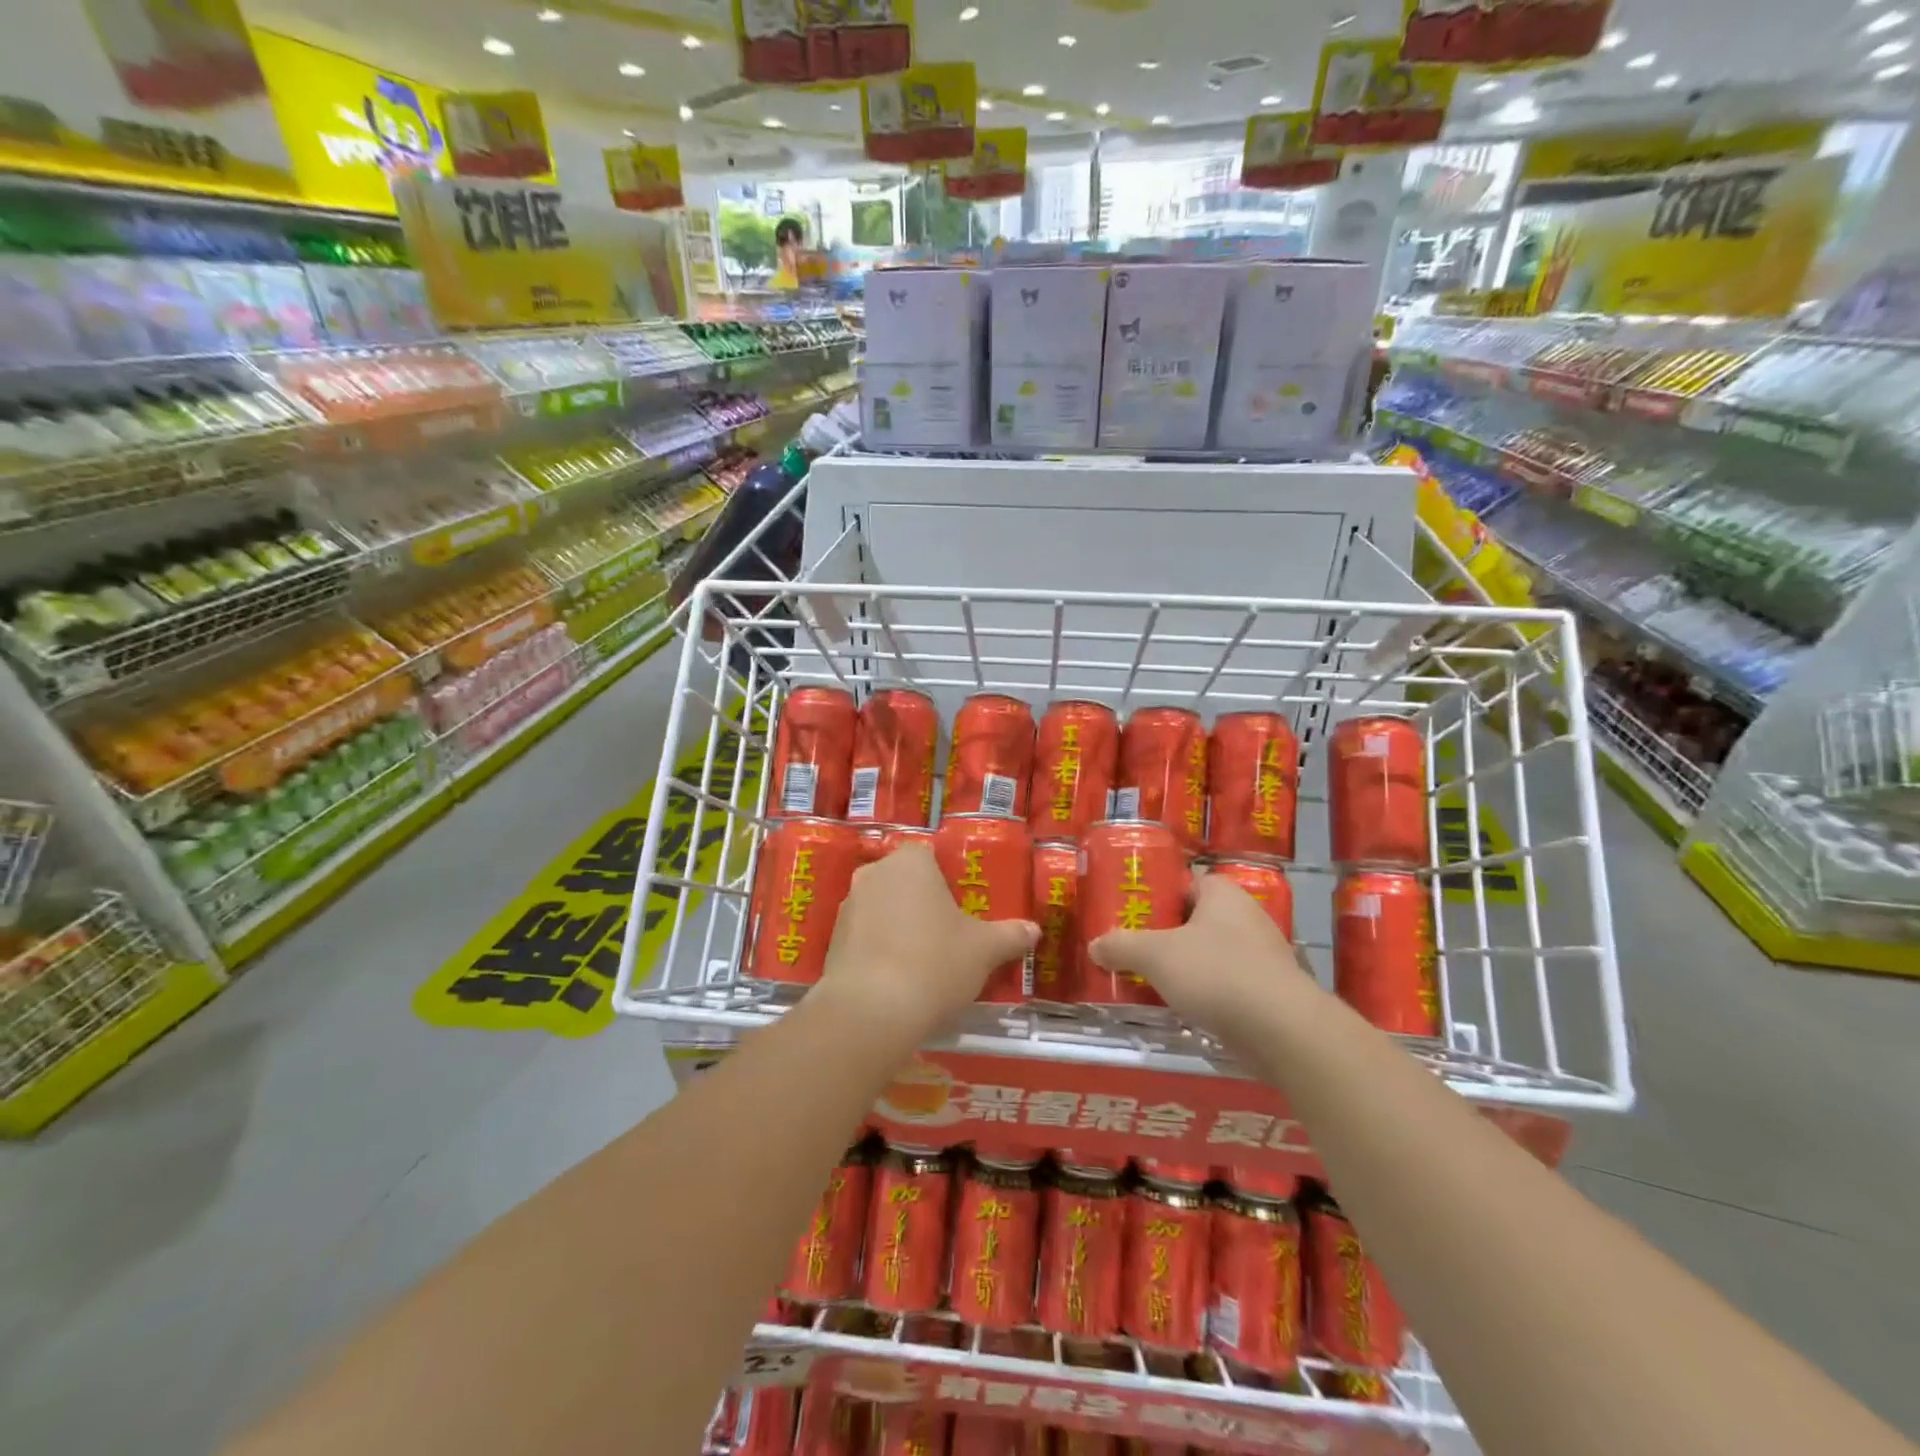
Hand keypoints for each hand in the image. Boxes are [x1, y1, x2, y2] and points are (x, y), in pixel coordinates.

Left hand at [816, 845, 1037, 1045]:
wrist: (871, 1010)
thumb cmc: (935, 963)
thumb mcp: (984, 950)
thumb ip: (1010, 936)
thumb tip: (1034, 931)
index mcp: (910, 862)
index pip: (929, 856)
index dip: (946, 880)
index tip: (961, 908)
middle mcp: (874, 873)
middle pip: (904, 881)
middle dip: (921, 903)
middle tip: (946, 935)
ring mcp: (848, 906)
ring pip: (882, 908)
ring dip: (898, 926)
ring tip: (921, 962)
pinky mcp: (832, 940)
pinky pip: (864, 936)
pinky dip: (879, 949)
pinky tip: (896, 978)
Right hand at [1090, 874, 1319, 1037]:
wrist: (1282, 1030)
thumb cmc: (1216, 973)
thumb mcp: (1155, 955)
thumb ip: (1121, 946)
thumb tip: (1095, 945)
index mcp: (1222, 893)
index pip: (1184, 882)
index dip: (1156, 895)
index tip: (1129, 912)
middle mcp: (1246, 916)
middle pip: (1194, 919)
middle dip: (1164, 934)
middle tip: (1131, 947)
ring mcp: (1262, 954)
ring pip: (1210, 953)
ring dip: (1183, 965)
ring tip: (1148, 979)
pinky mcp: (1269, 990)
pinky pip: (1225, 982)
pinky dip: (1204, 991)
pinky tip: (1181, 1007)